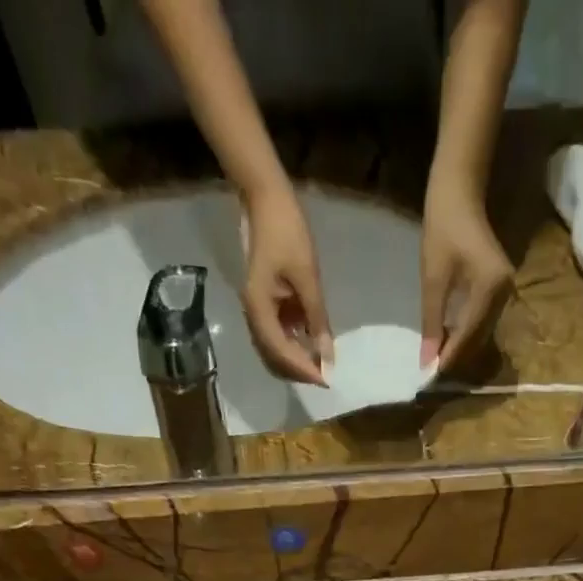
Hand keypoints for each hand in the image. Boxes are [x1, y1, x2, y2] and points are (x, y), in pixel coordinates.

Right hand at [242, 182, 332, 385]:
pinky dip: (296, 343)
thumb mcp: (307, 276)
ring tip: (323, 364)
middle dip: (300, 370)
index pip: (280, 353)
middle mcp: (254, 316)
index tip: (325, 380)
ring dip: (298, 359)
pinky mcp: (267, 305)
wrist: (266, 198)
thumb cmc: (286, 231)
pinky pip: (280, 334)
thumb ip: (317, 317)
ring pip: (276, 349)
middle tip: (326, 376)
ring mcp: (259, 311)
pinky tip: (314, 344)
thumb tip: (327, 355)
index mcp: (258, 309)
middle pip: (275, 358)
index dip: (303, 369)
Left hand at [420, 181, 513, 374]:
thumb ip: (431, 323)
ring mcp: (506, 291)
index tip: (429, 376)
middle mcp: (505, 293)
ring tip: (437, 361)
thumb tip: (426, 361)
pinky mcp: (501, 289)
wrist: (459, 194)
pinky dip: (466, 334)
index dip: (449, 358)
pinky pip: (484, 322)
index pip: (469, 335)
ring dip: (461, 348)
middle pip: (479, 339)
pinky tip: (449, 341)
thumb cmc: (442, 229)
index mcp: (490, 288)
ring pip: (482, 333)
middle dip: (456, 357)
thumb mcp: (432, 280)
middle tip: (431, 373)